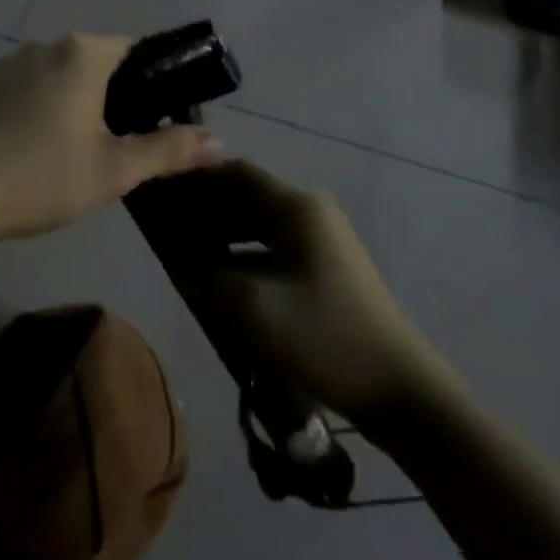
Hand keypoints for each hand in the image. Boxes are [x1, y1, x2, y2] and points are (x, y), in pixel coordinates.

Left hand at [0, 35, 224, 242]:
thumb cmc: (41, 177)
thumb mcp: (114, 171)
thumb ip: (168, 150)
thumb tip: (220, 141)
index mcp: (82, 54)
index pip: (133, 50)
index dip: (152, 82)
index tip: (155, 120)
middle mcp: (43, 46)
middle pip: (93, 64)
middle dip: (110, 98)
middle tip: (114, 147)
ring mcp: (4, 63)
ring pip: (55, 77)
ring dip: (70, 104)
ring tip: (68, 154)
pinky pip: (20, 90)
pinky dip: (33, 110)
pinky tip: (25, 151)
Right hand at [187, 162, 435, 421]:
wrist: (399, 388)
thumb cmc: (323, 337)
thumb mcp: (253, 308)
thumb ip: (207, 275)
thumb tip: (177, 258)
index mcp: (295, 207)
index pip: (235, 171)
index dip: (195, 178)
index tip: (161, 191)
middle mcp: (309, 210)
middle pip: (247, 194)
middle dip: (206, 206)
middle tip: (166, 224)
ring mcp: (322, 237)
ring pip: (259, 221)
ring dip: (224, 231)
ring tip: (186, 250)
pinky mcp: (326, 265)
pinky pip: (274, 244)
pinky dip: (244, 252)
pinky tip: (223, 276)